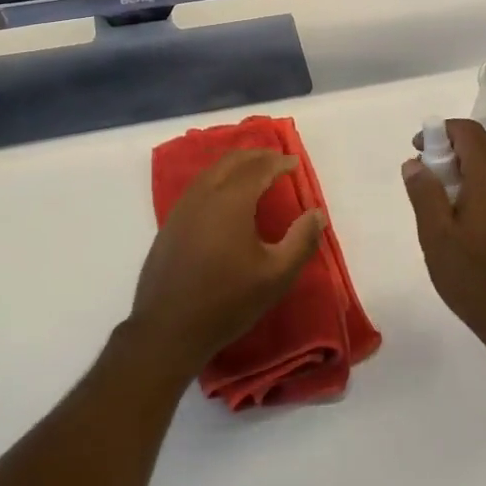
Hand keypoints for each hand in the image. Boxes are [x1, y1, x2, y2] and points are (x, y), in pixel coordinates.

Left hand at [128, 150, 324, 384]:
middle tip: (277, 160)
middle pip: (232, 161)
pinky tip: (226, 197)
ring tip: (254, 172)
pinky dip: (218, 178)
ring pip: (212, 171)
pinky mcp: (171, 222)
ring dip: (236, 165)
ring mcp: (183, 207)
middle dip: (257, 156)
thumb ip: (301, 241)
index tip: (295, 163)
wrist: (167, 329)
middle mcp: (204, 194)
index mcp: (231, 200)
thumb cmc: (226, 301)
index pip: (259, 168)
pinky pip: (199, 186)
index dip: (279, 162)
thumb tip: (317, 213)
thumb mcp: (275, 276)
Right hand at [402, 119, 485, 364]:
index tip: (418, 152)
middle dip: (445, 158)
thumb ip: (424, 193)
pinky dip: (473, 195)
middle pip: (477, 151)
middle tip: (422, 188)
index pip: (468, 132)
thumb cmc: (476, 280)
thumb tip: (415, 163)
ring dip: (458, 179)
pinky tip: (459, 230)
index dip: (440, 131)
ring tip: (437, 214)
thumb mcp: (437, 236)